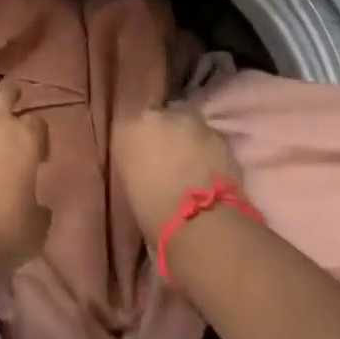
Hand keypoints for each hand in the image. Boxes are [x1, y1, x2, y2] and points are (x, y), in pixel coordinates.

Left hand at [0, 80, 50, 273]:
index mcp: (22, 140)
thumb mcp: (34, 228)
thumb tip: (38, 209)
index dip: (39, 135)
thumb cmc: (3, 231)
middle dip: (8, 91)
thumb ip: (38, 211)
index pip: (37, 123)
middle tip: (11, 92)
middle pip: (1, 93)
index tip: (39, 152)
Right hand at [113, 105, 239, 233]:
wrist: (199, 222)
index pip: (128, 127)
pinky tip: (210, 170)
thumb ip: (136, 165)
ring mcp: (186, 120)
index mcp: (124, 130)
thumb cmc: (153, 214)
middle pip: (157, 118)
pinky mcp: (215, 132)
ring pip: (184, 123)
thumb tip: (147, 166)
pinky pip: (207, 137)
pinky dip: (207, 149)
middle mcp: (152, 116)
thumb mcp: (131, 187)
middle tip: (169, 160)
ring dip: (186, 138)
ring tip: (192, 165)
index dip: (139, 143)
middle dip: (163, 134)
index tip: (144, 160)